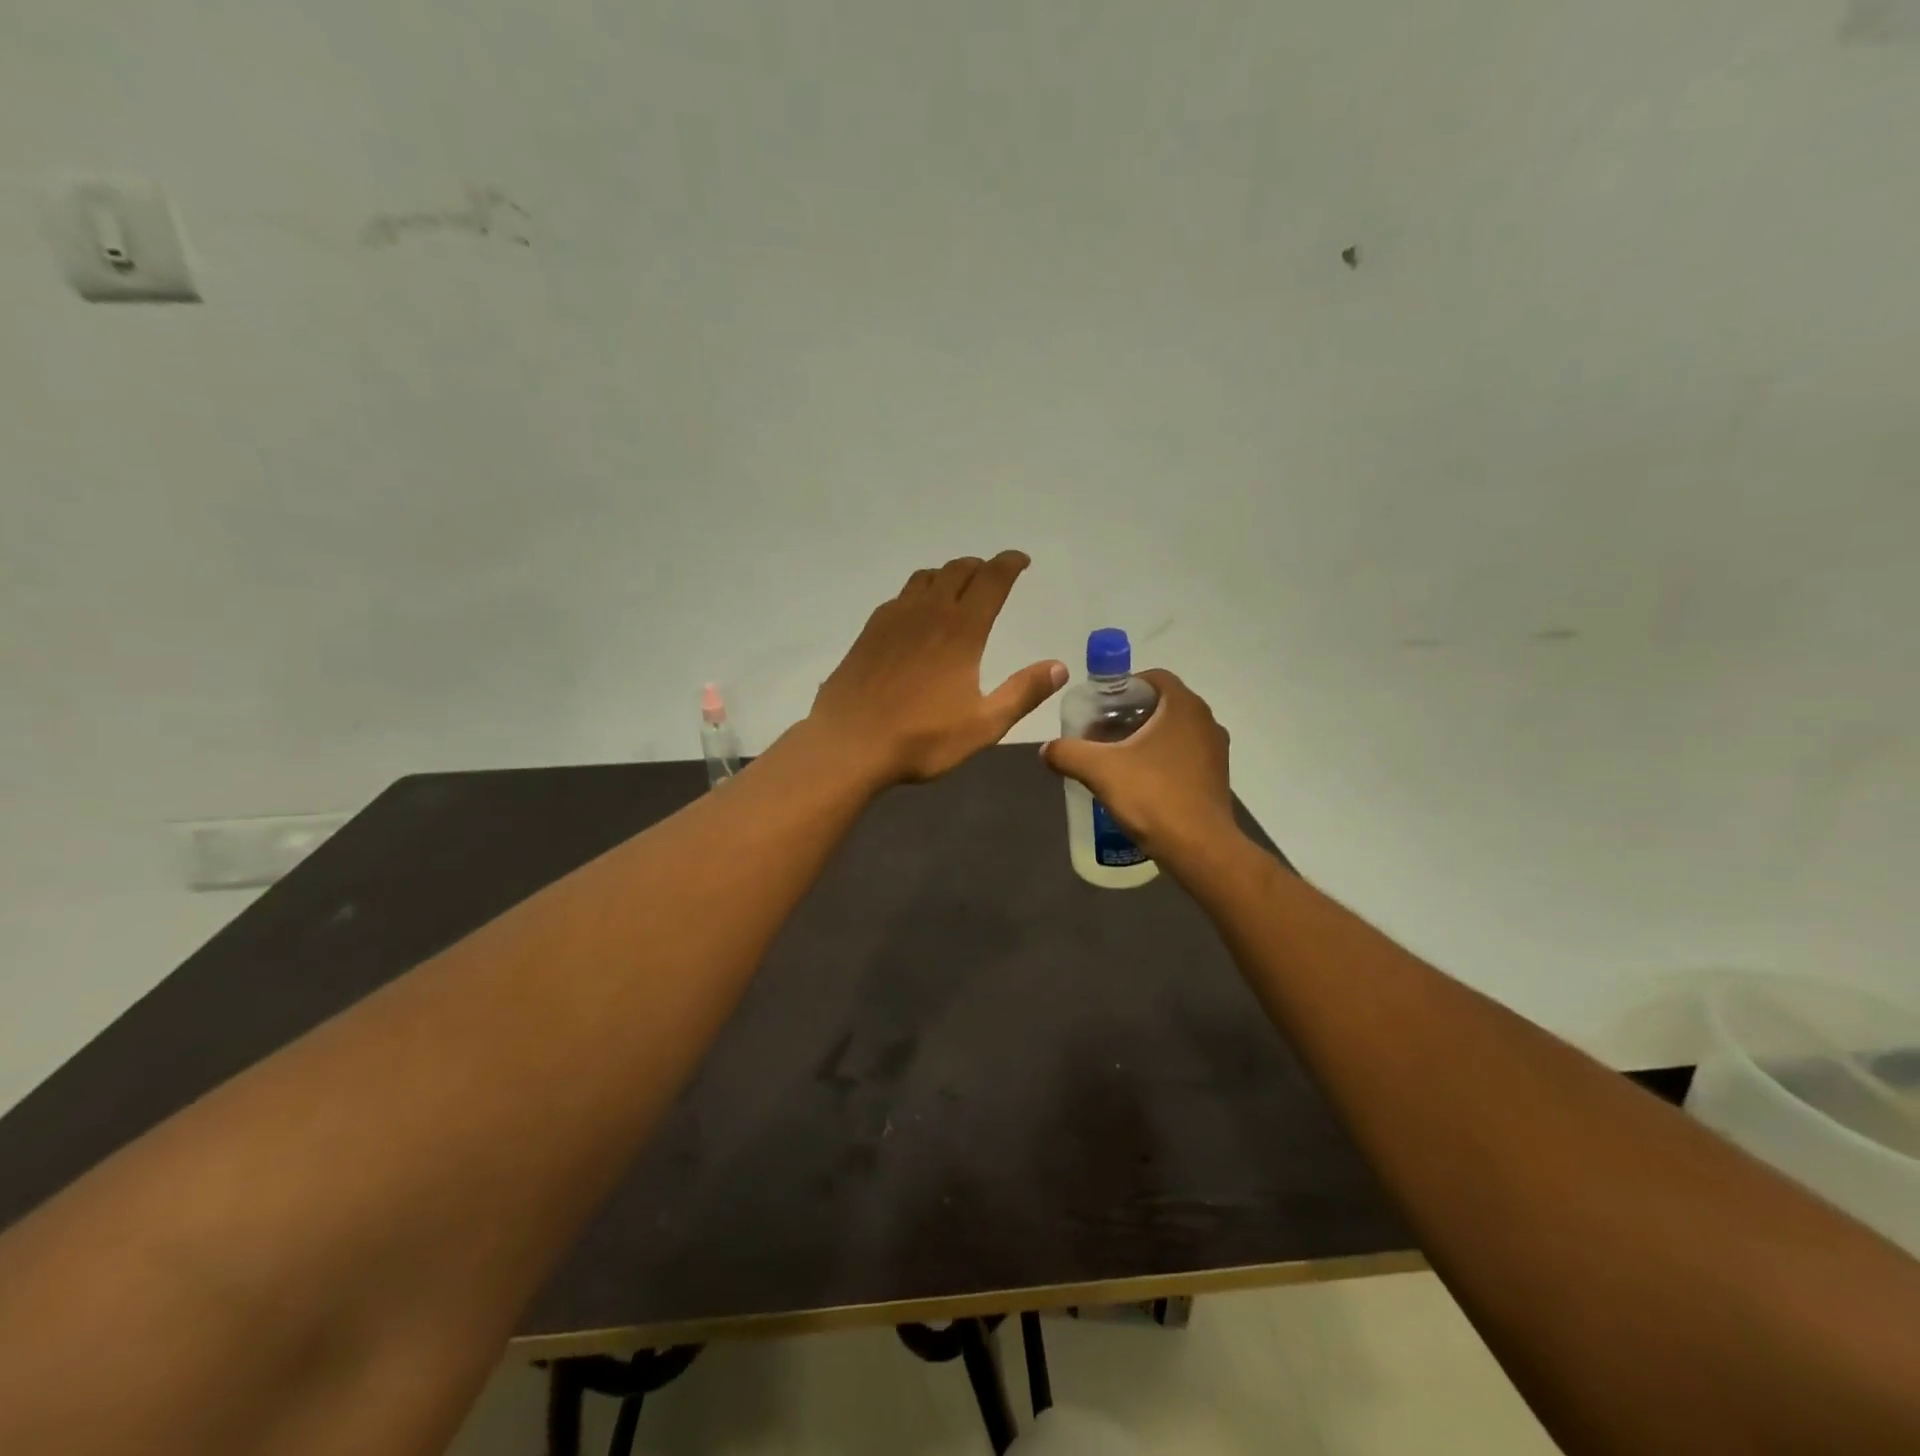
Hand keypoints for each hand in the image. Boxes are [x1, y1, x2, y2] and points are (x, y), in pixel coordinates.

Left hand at [809, 552, 1067, 784]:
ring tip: (957, 588)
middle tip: (993, 575)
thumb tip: (1059, 666)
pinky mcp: (868, 632)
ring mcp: (893, 619)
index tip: (1021, 560)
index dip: (1009, 564)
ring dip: (947, 574)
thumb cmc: (921, 738)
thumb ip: (1023, 693)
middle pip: (957, 570)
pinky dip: (918, 593)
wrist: (849, 744)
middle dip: (980, 566)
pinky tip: (916, 615)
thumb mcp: (984, 724)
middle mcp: (927, 613)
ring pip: (925, 578)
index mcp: (961, 630)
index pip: (991, 580)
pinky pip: (899, 597)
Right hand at [1041, 669, 1238, 863]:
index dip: (1124, 686)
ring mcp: (1215, 752)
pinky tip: (1138, 783)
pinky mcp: (1216, 779)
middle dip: (1130, 715)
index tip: (1100, 706)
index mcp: (1184, 707)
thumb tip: (1046, 750)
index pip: (1154, 677)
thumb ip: (1068, 753)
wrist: (1200, 849)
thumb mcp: (1100, 770)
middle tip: (1100, 733)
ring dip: (1145, 739)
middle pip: (1162, 705)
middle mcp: (1205, 722)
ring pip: (1174, 732)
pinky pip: (1183, 757)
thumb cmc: (1153, 797)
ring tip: (1114, 759)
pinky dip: (1160, 761)